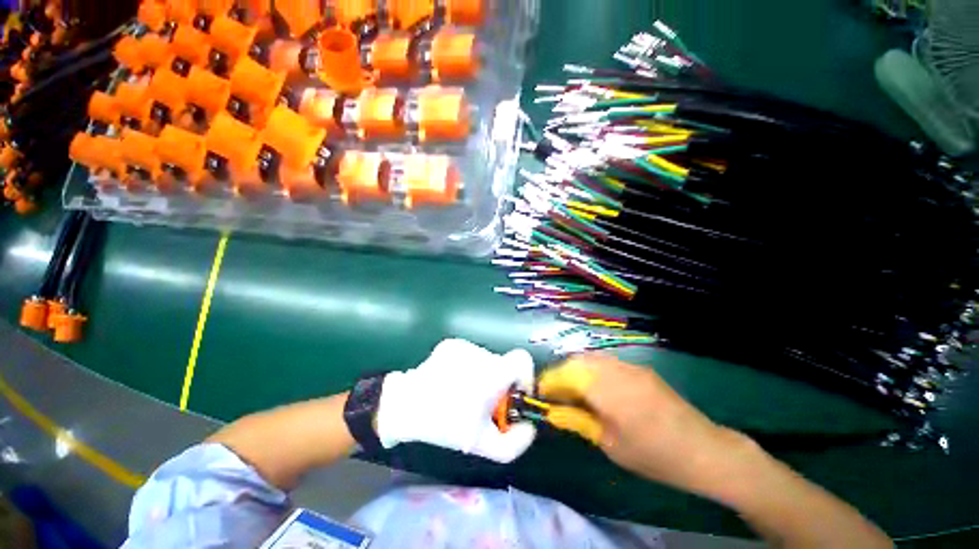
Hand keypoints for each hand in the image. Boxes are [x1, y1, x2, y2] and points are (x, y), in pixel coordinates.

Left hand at [375, 339, 536, 462]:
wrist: (405, 406)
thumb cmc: (446, 424)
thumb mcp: (483, 445)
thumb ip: (515, 443)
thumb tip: (529, 427)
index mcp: (493, 372)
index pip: (523, 359)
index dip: (525, 376)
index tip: (514, 394)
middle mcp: (481, 353)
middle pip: (503, 365)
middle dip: (500, 383)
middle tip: (484, 403)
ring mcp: (464, 345)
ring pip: (486, 360)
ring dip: (483, 376)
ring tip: (463, 393)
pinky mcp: (451, 344)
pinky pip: (470, 355)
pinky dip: (468, 368)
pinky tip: (452, 382)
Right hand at [539, 354, 749, 495]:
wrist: (704, 450)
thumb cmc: (653, 455)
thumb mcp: (609, 444)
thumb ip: (577, 421)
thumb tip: (551, 412)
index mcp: (605, 389)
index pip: (565, 375)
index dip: (548, 382)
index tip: (539, 393)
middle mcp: (614, 369)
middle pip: (576, 361)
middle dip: (560, 374)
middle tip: (555, 393)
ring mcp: (628, 365)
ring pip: (590, 358)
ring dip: (575, 370)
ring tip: (572, 390)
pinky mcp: (639, 368)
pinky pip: (606, 362)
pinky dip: (592, 369)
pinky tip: (595, 387)